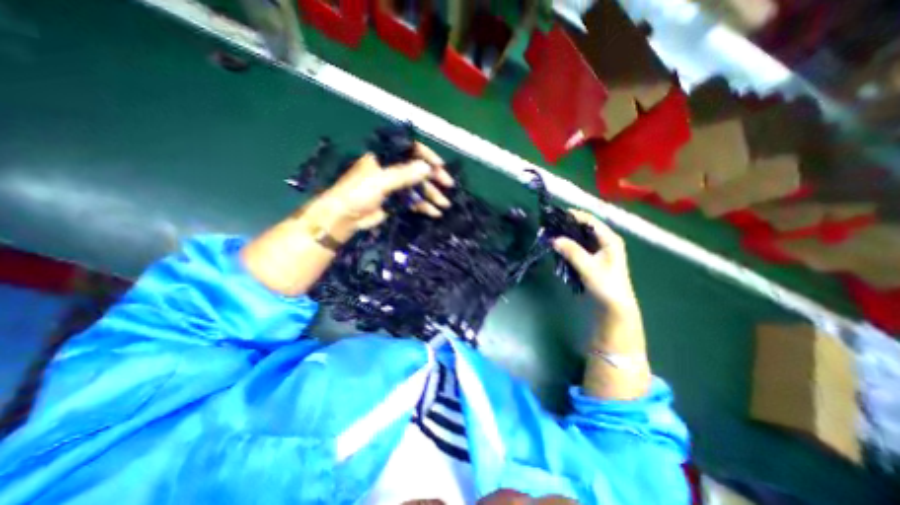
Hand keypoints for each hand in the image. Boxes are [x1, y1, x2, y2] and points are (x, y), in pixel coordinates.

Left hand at [310, 141, 453, 240]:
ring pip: (418, 187)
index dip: (426, 155)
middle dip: (434, 178)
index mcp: (385, 157)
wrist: (344, 217)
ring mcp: (395, 186)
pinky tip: (435, 212)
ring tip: (445, 204)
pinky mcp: (396, 201)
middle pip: (418, 169)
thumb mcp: (380, 181)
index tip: (439, 165)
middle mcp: (392, 169)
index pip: (410, 149)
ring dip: (432, 195)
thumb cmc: (357, 193)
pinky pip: (414, 201)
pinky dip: (424, 206)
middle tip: (448, 185)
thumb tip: (427, 168)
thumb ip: (403, 174)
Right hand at [553, 207, 634, 311]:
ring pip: (579, 238)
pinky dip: (567, 246)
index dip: (573, 216)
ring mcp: (598, 251)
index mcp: (610, 239)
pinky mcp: (592, 260)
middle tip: (549, 227)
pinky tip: (557, 247)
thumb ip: (572, 252)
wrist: (614, 308)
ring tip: (550, 235)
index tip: (555, 215)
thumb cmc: (606, 286)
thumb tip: (553, 239)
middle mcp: (605, 241)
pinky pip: (578, 247)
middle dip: (567, 226)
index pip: (590, 221)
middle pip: (584, 228)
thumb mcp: (589, 268)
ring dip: (566, 236)